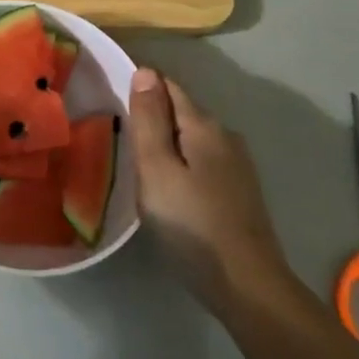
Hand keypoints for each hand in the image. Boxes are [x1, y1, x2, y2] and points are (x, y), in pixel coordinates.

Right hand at [129, 68, 290, 313]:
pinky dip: (180, 162)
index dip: (140, 87)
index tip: (110, 100)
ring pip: (191, 138)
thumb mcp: (156, 169)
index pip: (168, 86)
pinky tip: (167, 185)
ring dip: (165, 141)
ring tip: (135, 159)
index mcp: (204, 126)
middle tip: (116, 133)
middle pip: (181, 111)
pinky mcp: (239, 191)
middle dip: (151, 115)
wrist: (248, 287)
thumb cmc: (192, 224)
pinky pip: (200, 160)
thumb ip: (148, 120)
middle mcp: (225, 137)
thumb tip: (145, 72)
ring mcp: (237, 166)